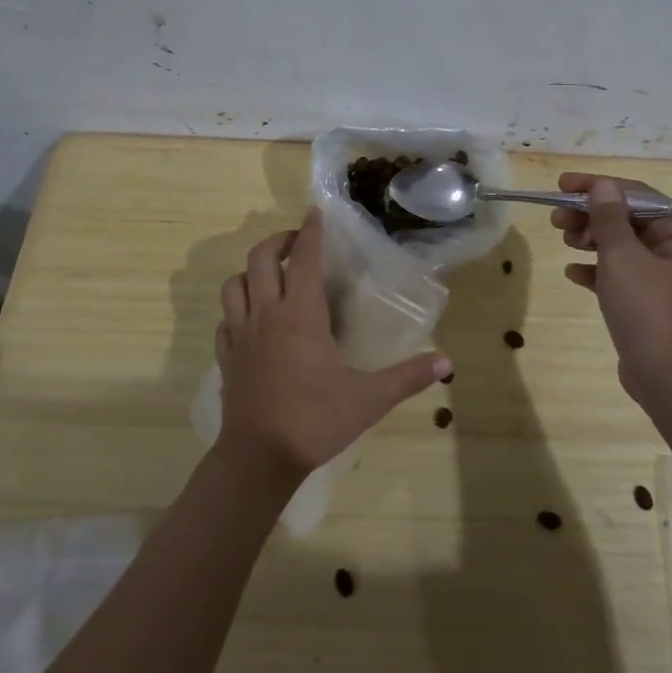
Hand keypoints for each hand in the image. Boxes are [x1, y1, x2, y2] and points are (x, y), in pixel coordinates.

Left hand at [215, 209, 450, 483]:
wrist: (258, 459)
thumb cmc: (315, 421)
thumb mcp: (369, 399)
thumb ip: (408, 377)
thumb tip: (446, 363)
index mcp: (300, 315)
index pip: (302, 258)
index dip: (310, 232)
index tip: (316, 213)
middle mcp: (266, 315)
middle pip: (259, 259)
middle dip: (277, 242)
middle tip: (296, 242)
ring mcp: (240, 336)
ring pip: (234, 285)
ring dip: (251, 272)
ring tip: (270, 276)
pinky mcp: (226, 358)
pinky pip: (224, 320)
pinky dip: (236, 309)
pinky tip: (251, 320)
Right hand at [552, 174, 671, 408]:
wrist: (671, 379)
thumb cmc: (649, 309)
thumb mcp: (622, 257)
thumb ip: (609, 218)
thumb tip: (602, 185)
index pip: (636, 194)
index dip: (598, 186)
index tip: (562, 186)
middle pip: (627, 218)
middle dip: (590, 214)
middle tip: (556, 219)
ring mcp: (663, 279)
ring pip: (621, 246)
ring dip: (591, 238)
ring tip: (563, 240)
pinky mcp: (648, 304)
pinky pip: (619, 275)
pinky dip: (596, 269)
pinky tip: (572, 273)